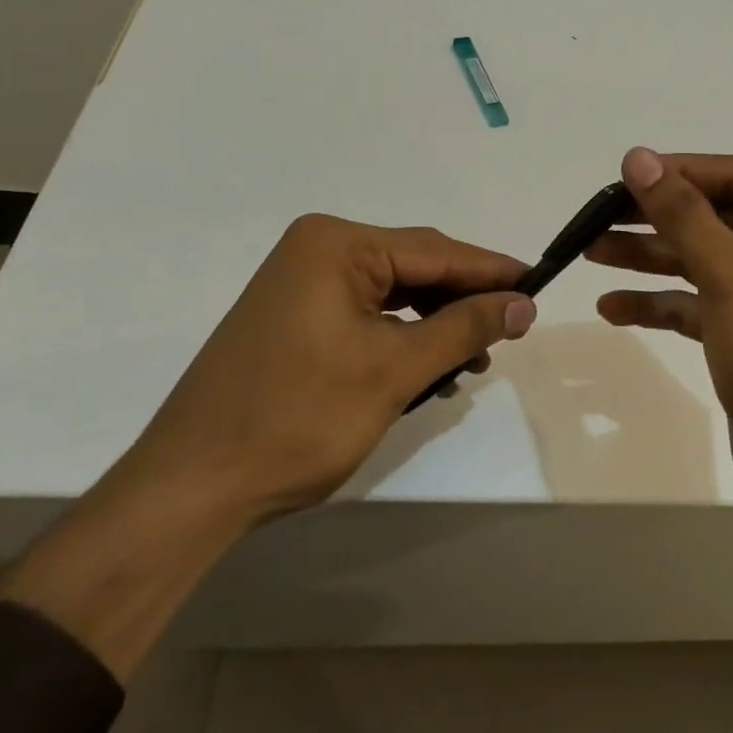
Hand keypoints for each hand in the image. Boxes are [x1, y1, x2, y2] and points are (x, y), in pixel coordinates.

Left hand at [133, 214, 534, 516]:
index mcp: (336, 245)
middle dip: (463, 302)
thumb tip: (523, 302)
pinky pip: (366, 315)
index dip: (491, 271)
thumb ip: (464, 328)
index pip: (435, 250)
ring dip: (436, 326)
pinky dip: (402, 339)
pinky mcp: (294, 318)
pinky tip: (428, 369)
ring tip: (472, 362)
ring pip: (393, 295)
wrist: (193, 486)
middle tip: (511, 332)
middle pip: (414, 268)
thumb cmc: (298, 419)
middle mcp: (316, 251)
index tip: (539, 286)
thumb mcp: (394, 370)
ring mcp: (300, 285)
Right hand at [589, 149, 732, 646]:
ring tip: (591, 254)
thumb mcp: (732, 273)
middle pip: (716, 219)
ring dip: (649, 258)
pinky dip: (659, 304)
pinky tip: (613, 308)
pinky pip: (698, 306)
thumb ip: (682, 213)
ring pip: (702, 263)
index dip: (682, 171)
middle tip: (598, 217)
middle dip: (657, 218)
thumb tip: (639, 157)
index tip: (627, 175)